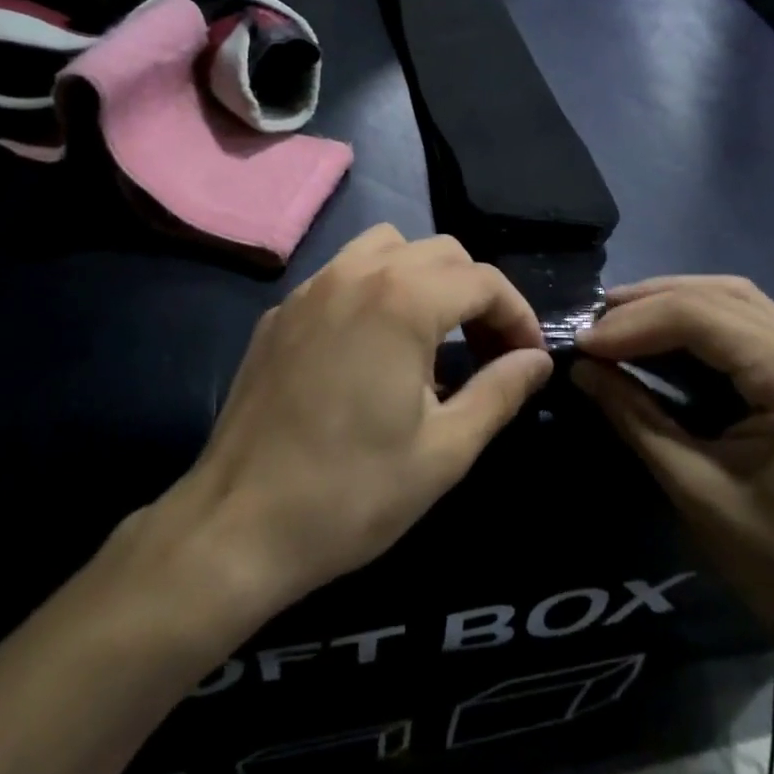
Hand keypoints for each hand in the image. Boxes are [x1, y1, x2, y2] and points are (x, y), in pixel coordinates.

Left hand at [175, 224, 553, 607]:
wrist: (237, 526)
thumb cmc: (351, 493)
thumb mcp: (444, 451)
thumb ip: (499, 392)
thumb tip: (537, 361)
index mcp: (402, 300)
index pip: (483, 281)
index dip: (517, 315)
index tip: (526, 359)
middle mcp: (357, 273)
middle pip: (440, 252)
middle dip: (476, 293)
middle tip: (487, 350)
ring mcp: (312, 287)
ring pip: (387, 247)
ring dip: (424, 276)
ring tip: (432, 334)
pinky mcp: (281, 311)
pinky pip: (342, 273)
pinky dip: (374, 288)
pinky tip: (370, 345)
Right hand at [573, 276, 773, 672]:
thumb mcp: (696, 490)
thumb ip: (635, 417)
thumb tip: (581, 368)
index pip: (697, 316)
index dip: (632, 323)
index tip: (581, 344)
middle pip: (718, 296)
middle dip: (648, 304)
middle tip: (594, 324)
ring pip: (736, 300)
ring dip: (675, 303)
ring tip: (620, 320)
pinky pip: (753, 325)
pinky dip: (704, 321)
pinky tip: (668, 335)